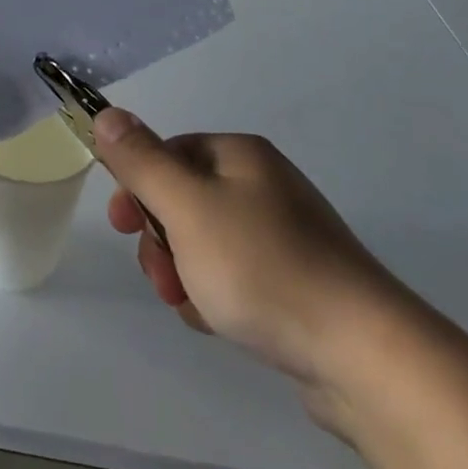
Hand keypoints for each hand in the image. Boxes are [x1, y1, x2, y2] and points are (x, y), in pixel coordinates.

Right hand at [93, 111, 416, 432]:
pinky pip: (234, 276)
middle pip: (184, 200)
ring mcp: (283, 235)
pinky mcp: (294, 282)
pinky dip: (217, 296)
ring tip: (193, 306)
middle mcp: (263, 185)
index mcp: (240, 156)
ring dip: (184, 273)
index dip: (138, 186)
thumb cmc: (262, 267)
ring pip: (204, 243)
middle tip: (164, 277)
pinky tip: (222, 324)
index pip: (169, 153)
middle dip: (161, 239)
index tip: (122, 226)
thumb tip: (106, 113)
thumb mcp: (187, 208)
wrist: (361, 354)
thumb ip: (142, 161)